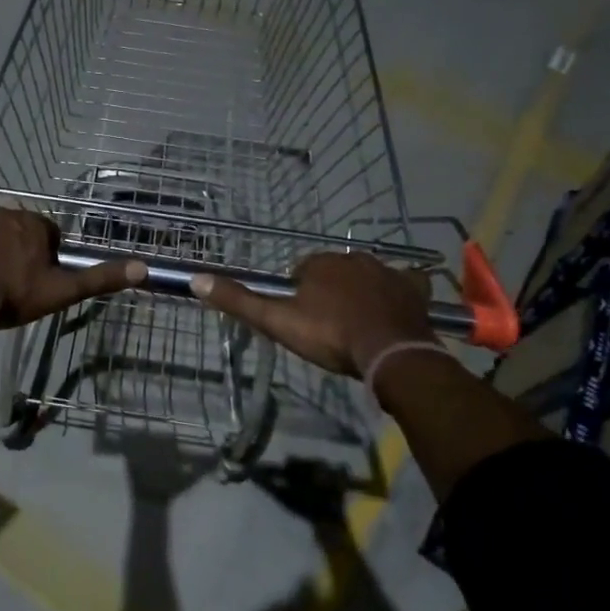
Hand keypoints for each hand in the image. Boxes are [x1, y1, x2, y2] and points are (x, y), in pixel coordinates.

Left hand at [0, 197, 145, 339]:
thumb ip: (100, 278)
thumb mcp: (62, 291)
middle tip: (9, 275)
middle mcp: (8, 212)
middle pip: (18, 226)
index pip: (48, 234)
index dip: (44, 255)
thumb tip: (144, 268)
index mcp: (36, 225)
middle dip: (16, 244)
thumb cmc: (14, 296)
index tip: (35, 277)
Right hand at [190, 253, 435, 376]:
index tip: (301, 318)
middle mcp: (354, 258)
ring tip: (357, 322)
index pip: (301, 271)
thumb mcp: (278, 321)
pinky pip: (405, 281)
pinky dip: (400, 290)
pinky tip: (396, 304)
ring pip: (367, 275)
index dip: (298, 293)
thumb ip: (240, 302)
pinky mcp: (413, 288)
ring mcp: (387, 271)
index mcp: (320, 264)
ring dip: (360, 291)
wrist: (390, 352)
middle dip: (329, 290)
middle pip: (334, 271)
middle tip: (327, 324)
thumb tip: (196, 279)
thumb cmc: (330, 335)